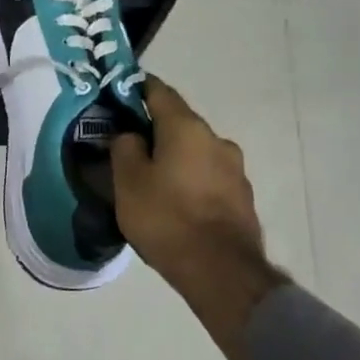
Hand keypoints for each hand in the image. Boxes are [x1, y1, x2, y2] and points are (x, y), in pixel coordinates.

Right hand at [110, 78, 286, 329]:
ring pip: (195, 152)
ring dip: (175, 158)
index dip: (136, 88)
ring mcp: (235, 169)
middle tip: (129, 148)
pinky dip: (191, 181)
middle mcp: (216, 139)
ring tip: (153, 181)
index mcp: (186, 128)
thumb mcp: (128, 182)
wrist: (221, 271)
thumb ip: (124, 148)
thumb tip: (130, 134)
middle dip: (155, 131)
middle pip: (179, 124)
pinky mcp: (242, 197)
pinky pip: (208, 178)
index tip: (118, 93)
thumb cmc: (166, 218)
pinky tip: (176, 203)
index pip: (159, 91)